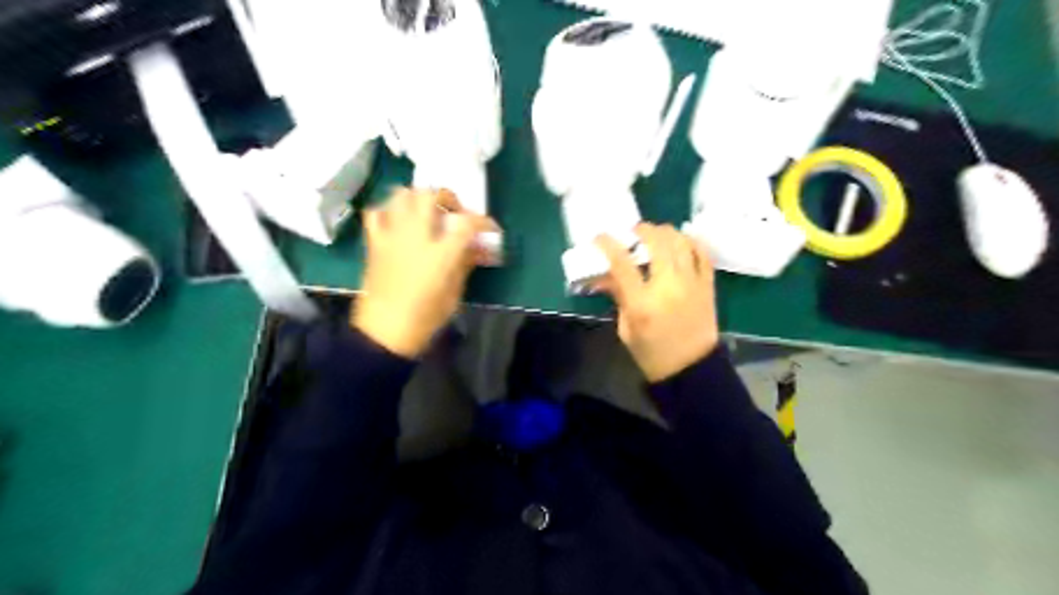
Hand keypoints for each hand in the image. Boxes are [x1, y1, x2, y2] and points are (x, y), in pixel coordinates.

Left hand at [350, 188, 493, 357]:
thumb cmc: (426, 317)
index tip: (490, 228)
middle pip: (431, 195)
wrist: (385, 332)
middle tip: (454, 213)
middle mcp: (416, 236)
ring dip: (418, 198)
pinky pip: (376, 213)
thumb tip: (477, 247)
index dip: (483, 221)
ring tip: (426, 212)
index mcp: (441, 253)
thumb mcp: (455, 292)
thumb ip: (466, 263)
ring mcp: (392, 236)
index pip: (467, 222)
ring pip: (402, 195)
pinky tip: (397, 222)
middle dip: (447, 198)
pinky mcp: (374, 242)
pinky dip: (388, 211)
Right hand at [595, 221, 720, 381]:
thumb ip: (619, 297)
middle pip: (657, 243)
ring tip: (656, 234)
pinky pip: (702, 254)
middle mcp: (668, 286)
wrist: (690, 369)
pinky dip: (691, 242)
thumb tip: (606, 275)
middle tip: (634, 231)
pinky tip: (681, 241)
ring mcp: (691, 283)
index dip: (609, 245)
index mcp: (642, 302)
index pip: (622, 264)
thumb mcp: (626, 328)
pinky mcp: (707, 285)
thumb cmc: (652, 353)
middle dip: (643, 230)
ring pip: (681, 242)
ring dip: (666, 232)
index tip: (600, 236)